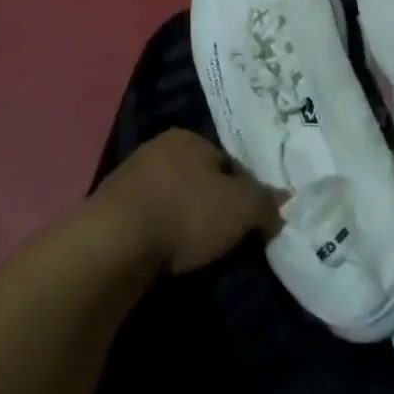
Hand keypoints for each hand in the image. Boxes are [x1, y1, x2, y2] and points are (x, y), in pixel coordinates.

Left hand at [94, 130, 282, 274]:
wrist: (114, 243)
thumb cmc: (185, 212)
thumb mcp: (241, 207)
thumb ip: (265, 203)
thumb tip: (283, 203)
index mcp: (188, 137)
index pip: (228, 161)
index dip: (245, 190)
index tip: (251, 220)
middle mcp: (158, 148)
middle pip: (199, 178)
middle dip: (213, 204)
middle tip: (226, 237)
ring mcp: (130, 178)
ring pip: (172, 199)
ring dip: (184, 221)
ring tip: (196, 252)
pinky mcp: (110, 210)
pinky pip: (149, 220)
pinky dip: (161, 236)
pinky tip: (166, 256)